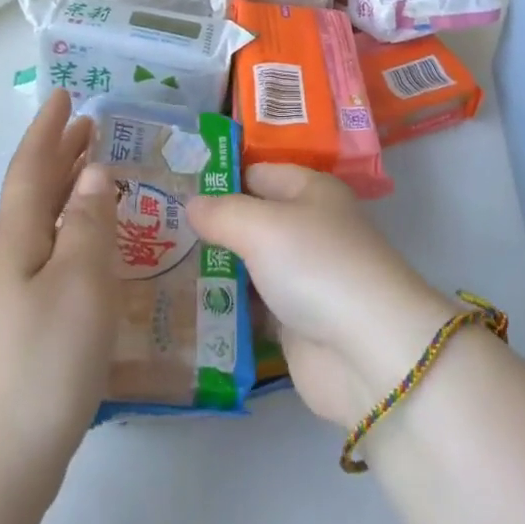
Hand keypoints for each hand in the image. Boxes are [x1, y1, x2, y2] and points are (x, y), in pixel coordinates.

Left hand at [0, 90, 117, 510]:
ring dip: (67, 186)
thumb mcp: (81, 282)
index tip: (64, 94)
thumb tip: (94, 173)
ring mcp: (14, 292)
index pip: (31, 168)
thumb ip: (90, 223)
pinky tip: (94, 239)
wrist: (2, 458)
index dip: (47, 129)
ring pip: (43, 220)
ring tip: (96, 167)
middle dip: (59, 152)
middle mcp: (10, 257)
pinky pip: (52, 249)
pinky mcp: (26, 321)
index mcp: (18, 239)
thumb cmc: (46, 358)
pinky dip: (73, 225)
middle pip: (34, 190)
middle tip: (90, 123)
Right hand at [186, 165, 456, 426]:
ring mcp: (304, 276)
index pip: (258, 172)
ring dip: (216, 267)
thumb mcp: (262, 226)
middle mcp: (309, 227)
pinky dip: (228, 307)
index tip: (173, 187)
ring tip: (161, 266)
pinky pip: (254, 306)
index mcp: (311, 190)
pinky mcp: (297, 322)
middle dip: (212, 225)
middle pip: (253, 218)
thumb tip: (191, 204)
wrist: (366, 351)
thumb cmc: (316, 265)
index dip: (220, 177)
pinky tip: (187, 307)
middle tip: (158, 231)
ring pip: (251, 263)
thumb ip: (222, 213)